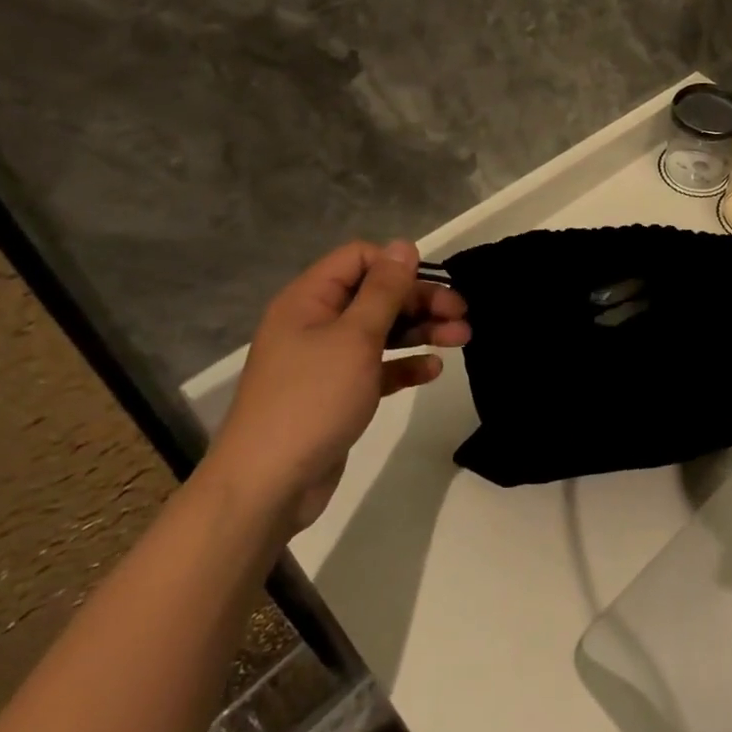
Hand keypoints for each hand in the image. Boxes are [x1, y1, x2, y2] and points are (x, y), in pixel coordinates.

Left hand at [207, 240, 470, 530]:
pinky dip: (405, 364)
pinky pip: (378, 367)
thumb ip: (383, 290)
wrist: (268, 485)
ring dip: (421, 331)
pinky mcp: (338, 393)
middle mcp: (316, 323)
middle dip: (420, 301)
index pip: (358, 259)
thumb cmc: (312, 399)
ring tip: (462, 339)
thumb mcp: (355, 337)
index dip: (397, 266)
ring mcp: (326, 360)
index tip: (433, 284)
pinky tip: (432, 370)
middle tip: (462, 314)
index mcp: (310, 300)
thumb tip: (402, 245)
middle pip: (376, 295)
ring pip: (382, 331)